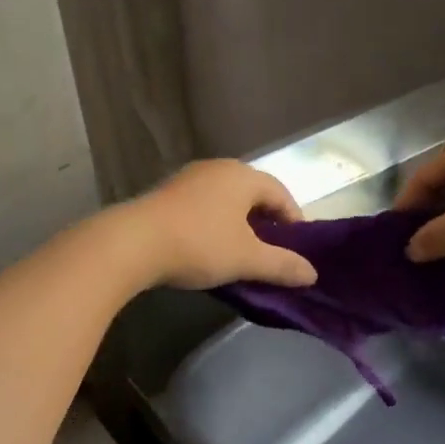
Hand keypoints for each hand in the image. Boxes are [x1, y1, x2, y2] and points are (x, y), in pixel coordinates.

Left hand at [118, 160, 318, 289]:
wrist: (133, 244)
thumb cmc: (199, 244)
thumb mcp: (247, 259)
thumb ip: (282, 265)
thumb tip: (312, 274)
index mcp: (242, 176)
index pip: (281, 194)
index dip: (294, 221)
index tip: (298, 249)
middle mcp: (217, 169)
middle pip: (252, 194)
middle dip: (266, 223)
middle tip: (272, 253)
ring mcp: (188, 180)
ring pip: (225, 201)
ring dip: (238, 225)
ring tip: (241, 254)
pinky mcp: (165, 195)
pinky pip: (202, 208)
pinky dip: (214, 226)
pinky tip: (209, 249)